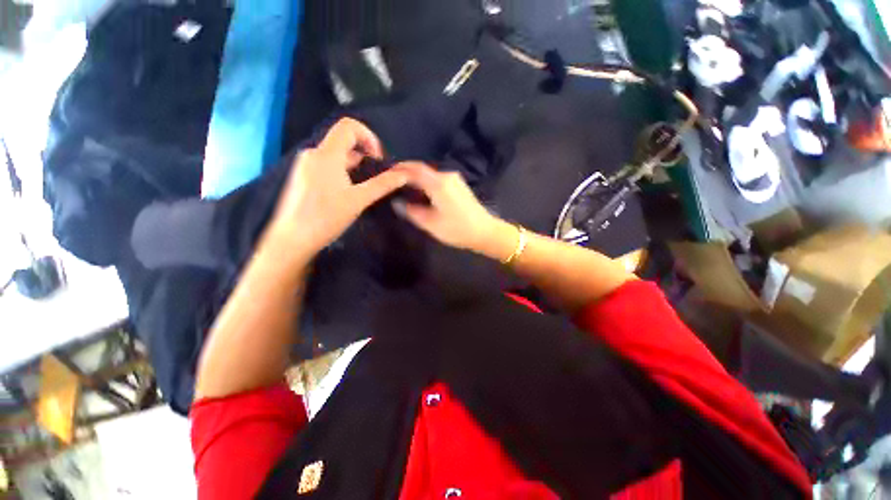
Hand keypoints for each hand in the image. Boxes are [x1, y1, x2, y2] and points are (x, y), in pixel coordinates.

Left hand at [265, 118, 407, 258]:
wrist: (293, 238)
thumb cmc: (326, 217)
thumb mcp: (359, 200)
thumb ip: (382, 185)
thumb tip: (403, 175)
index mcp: (326, 154)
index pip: (348, 126)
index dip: (369, 137)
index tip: (378, 159)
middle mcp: (314, 153)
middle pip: (344, 141)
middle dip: (365, 154)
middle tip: (376, 177)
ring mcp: (306, 164)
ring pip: (337, 155)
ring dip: (355, 166)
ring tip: (364, 188)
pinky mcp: (304, 176)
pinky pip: (328, 165)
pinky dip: (343, 172)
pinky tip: (348, 192)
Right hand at [393, 162, 504, 253]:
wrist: (484, 232)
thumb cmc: (457, 229)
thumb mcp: (430, 223)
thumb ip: (411, 211)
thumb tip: (397, 202)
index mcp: (438, 183)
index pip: (413, 170)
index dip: (398, 170)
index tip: (384, 174)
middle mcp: (446, 175)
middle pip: (421, 169)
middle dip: (405, 173)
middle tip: (391, 182)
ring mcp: (454, 179)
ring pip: (429, 175)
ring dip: (416, 179)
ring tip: (402, 188)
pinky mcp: (458, 185)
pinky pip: (437, 179)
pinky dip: (426, 183)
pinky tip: (420, 193)